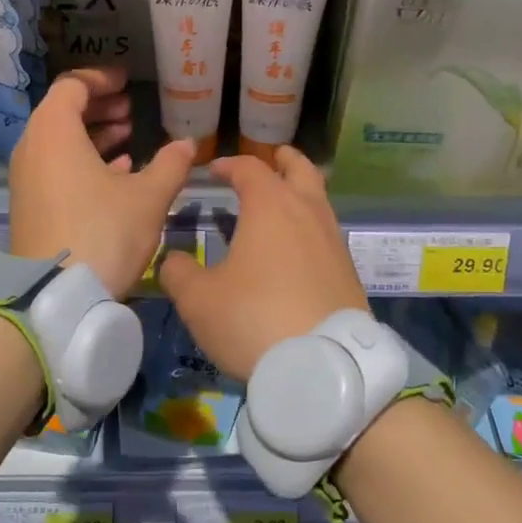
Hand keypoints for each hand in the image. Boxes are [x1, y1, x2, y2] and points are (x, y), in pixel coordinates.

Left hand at [9, 66, 196, 298]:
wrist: (56, 296)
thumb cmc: (103, 233)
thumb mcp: (148, 197)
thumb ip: (170, 164)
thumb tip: (188, 144)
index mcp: (54, 132)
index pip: (72, 85)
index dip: (101, 79)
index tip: (127, 83)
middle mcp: (32, 149)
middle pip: (62, 112)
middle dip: (99, 107)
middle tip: (130, 111)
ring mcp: (27, 179)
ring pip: (59, 142)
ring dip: (92, 135)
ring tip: (128, 139)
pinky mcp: (30, 206)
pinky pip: (55, 168)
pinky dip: (82, 162)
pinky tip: (116, 174)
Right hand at [159, 146, 366, 379]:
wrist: (322, 364)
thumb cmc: (253, 319)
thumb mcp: (198, 300)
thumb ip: (179, 272)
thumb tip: (174, 260)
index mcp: (271, 206)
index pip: (250, 168)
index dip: (230, 164)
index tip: (215, 170)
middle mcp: (308, 212)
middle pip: (301, 170)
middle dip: (284, 160)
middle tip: (273, 158)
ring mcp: (334, 240)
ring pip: (319, 201)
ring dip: (301, 193)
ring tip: (282, 205)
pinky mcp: (348, 270)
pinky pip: (326, 233)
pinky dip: (310, 227)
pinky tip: (296, 249)